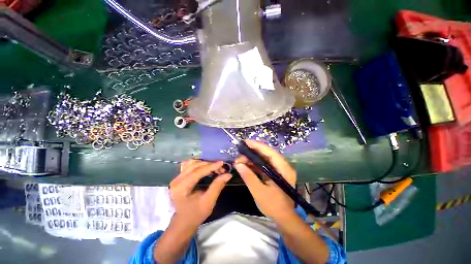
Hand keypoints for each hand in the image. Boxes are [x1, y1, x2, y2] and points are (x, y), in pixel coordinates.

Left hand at [169, 160, 231, 231]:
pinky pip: (189, 165)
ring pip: (192, 163)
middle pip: (195, 165)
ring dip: (204, 163)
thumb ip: (217, 186)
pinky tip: (205, 167)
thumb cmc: (195, 214)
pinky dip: (198, 164)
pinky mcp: (179, 177)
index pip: (197, 171)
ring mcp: (177, 178)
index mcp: (181, 187)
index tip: (222, 163)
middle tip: (221, 168)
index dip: (211, 166)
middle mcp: (177, 180)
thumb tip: (228, 174)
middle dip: (209, 165)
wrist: (183, 222)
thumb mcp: (208, 202)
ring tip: (214, 168)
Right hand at [234, 140, 296, 219]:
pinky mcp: (275, 173)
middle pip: (267, 154)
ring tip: (240, 160)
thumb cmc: (273, 206)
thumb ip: (249, 177)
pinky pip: (264, 164)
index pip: (270, 153)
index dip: (258, 146)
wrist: (284, 218)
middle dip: (253, 152)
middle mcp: (283, 166)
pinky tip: (246, 165)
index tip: (246, 142)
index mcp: (283, 170)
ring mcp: (279, 169)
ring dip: (252, 158)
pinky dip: (254, 164)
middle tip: (240, 154)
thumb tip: (238, 164)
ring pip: (264, 158)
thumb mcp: (259, 192)